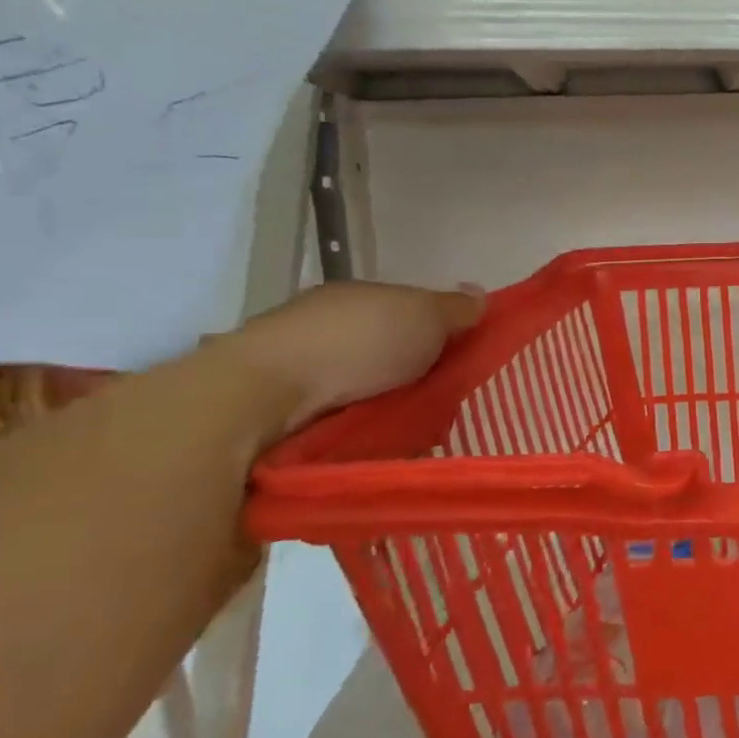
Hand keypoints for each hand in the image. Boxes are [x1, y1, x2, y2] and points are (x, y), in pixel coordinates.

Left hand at [214, 281, 485, 439]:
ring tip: (416, 430)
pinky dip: (358, 430)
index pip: (406, 311)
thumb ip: (455, 308)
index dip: (436, 331)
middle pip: (385, 352)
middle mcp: (322, 328)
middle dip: (413, 373)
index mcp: (353, 298)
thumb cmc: (353, 344)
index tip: (460, 356)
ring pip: (362, 388)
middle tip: (443, 399)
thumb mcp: (424, 315)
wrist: (261, 398)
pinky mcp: (278, 415)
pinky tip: (378, 443)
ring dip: (386, 406)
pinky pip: (337, 421)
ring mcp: (295, 372)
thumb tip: (477, 294)